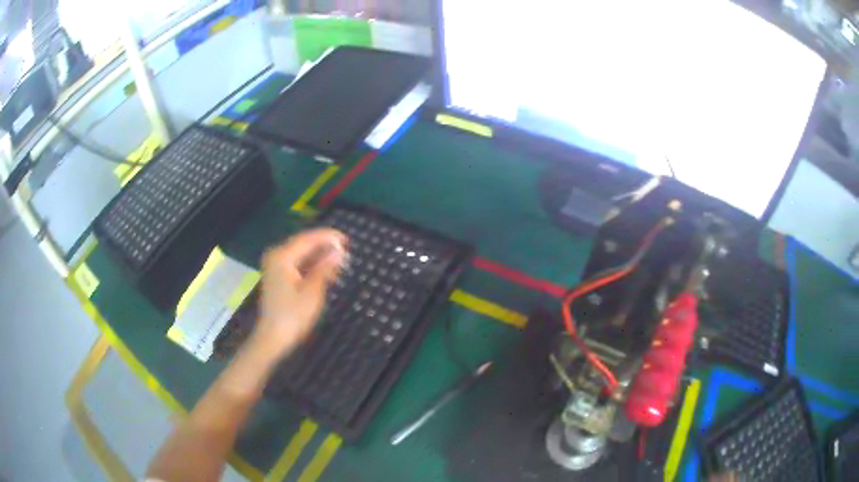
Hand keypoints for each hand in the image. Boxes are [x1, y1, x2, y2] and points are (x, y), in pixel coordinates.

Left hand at [250, 228, 347, 360]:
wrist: (273, 337)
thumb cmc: (293, 315)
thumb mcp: (313, 291)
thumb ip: (325, 268)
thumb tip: (339, 252)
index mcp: (282, 256)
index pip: (308, 239)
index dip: (328, 237)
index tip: (346, 239)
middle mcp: (276, 256)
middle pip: (303, 244)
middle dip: (323, 246)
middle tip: (345, 249)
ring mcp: (274, 266)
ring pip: (300, 254)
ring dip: (318, 256)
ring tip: (338, 259)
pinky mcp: (277, 276)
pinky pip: (296, 263)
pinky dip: (310, 265)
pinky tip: (323, 269)